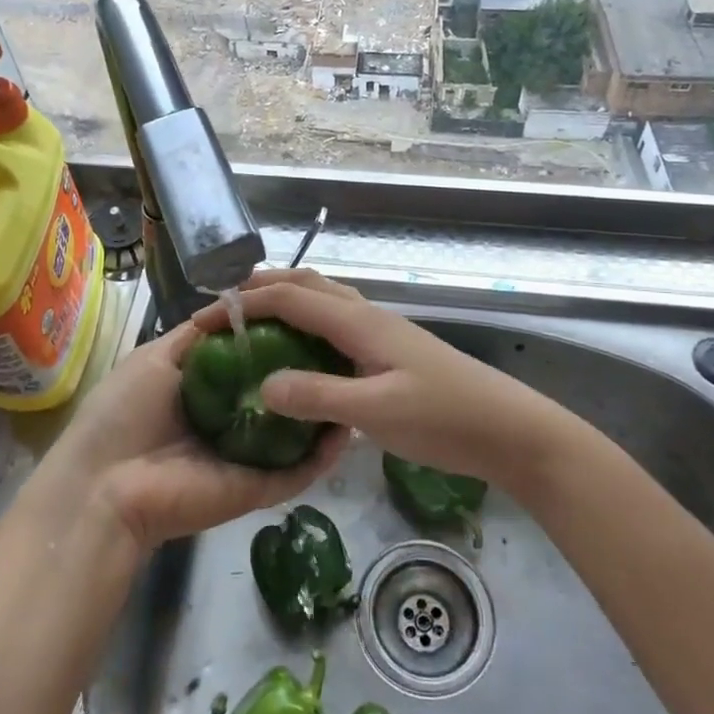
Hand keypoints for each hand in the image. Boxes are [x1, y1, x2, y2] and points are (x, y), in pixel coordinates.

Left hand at [40, 321, 348, 554]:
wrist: (106, 486)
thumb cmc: (124, 412)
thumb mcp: (157, 358)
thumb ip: (197, 335)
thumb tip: (234, 307)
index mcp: (208, 390)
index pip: (255, 361)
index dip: (281, 337)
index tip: (309, 313)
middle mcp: (234, 420)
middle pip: (281, 393)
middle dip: (311, 371)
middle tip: (346, 345)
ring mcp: (250, 456)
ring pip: (298, 431)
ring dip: (326, 408)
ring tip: (358, 377)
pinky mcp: (261, 486)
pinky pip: (300, 469)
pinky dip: (326, 451)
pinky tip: (349, 421)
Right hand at [191, 269, 566, 489]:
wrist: (508, 428)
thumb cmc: (444, 417)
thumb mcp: (376, 411)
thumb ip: (318, 396)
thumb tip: (260, 386)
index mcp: (358, 321)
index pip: (290, 297)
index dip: (244, 303)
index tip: (205, 320)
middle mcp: (366, 316)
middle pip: (306, 285)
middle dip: (262, 288)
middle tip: (224, 311)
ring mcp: (380, 332)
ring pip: (324, 300)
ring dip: (286, 301)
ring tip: (253, 326)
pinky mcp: (389, 351)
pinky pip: (336, 324)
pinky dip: (307, 325)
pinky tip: (301, 356)